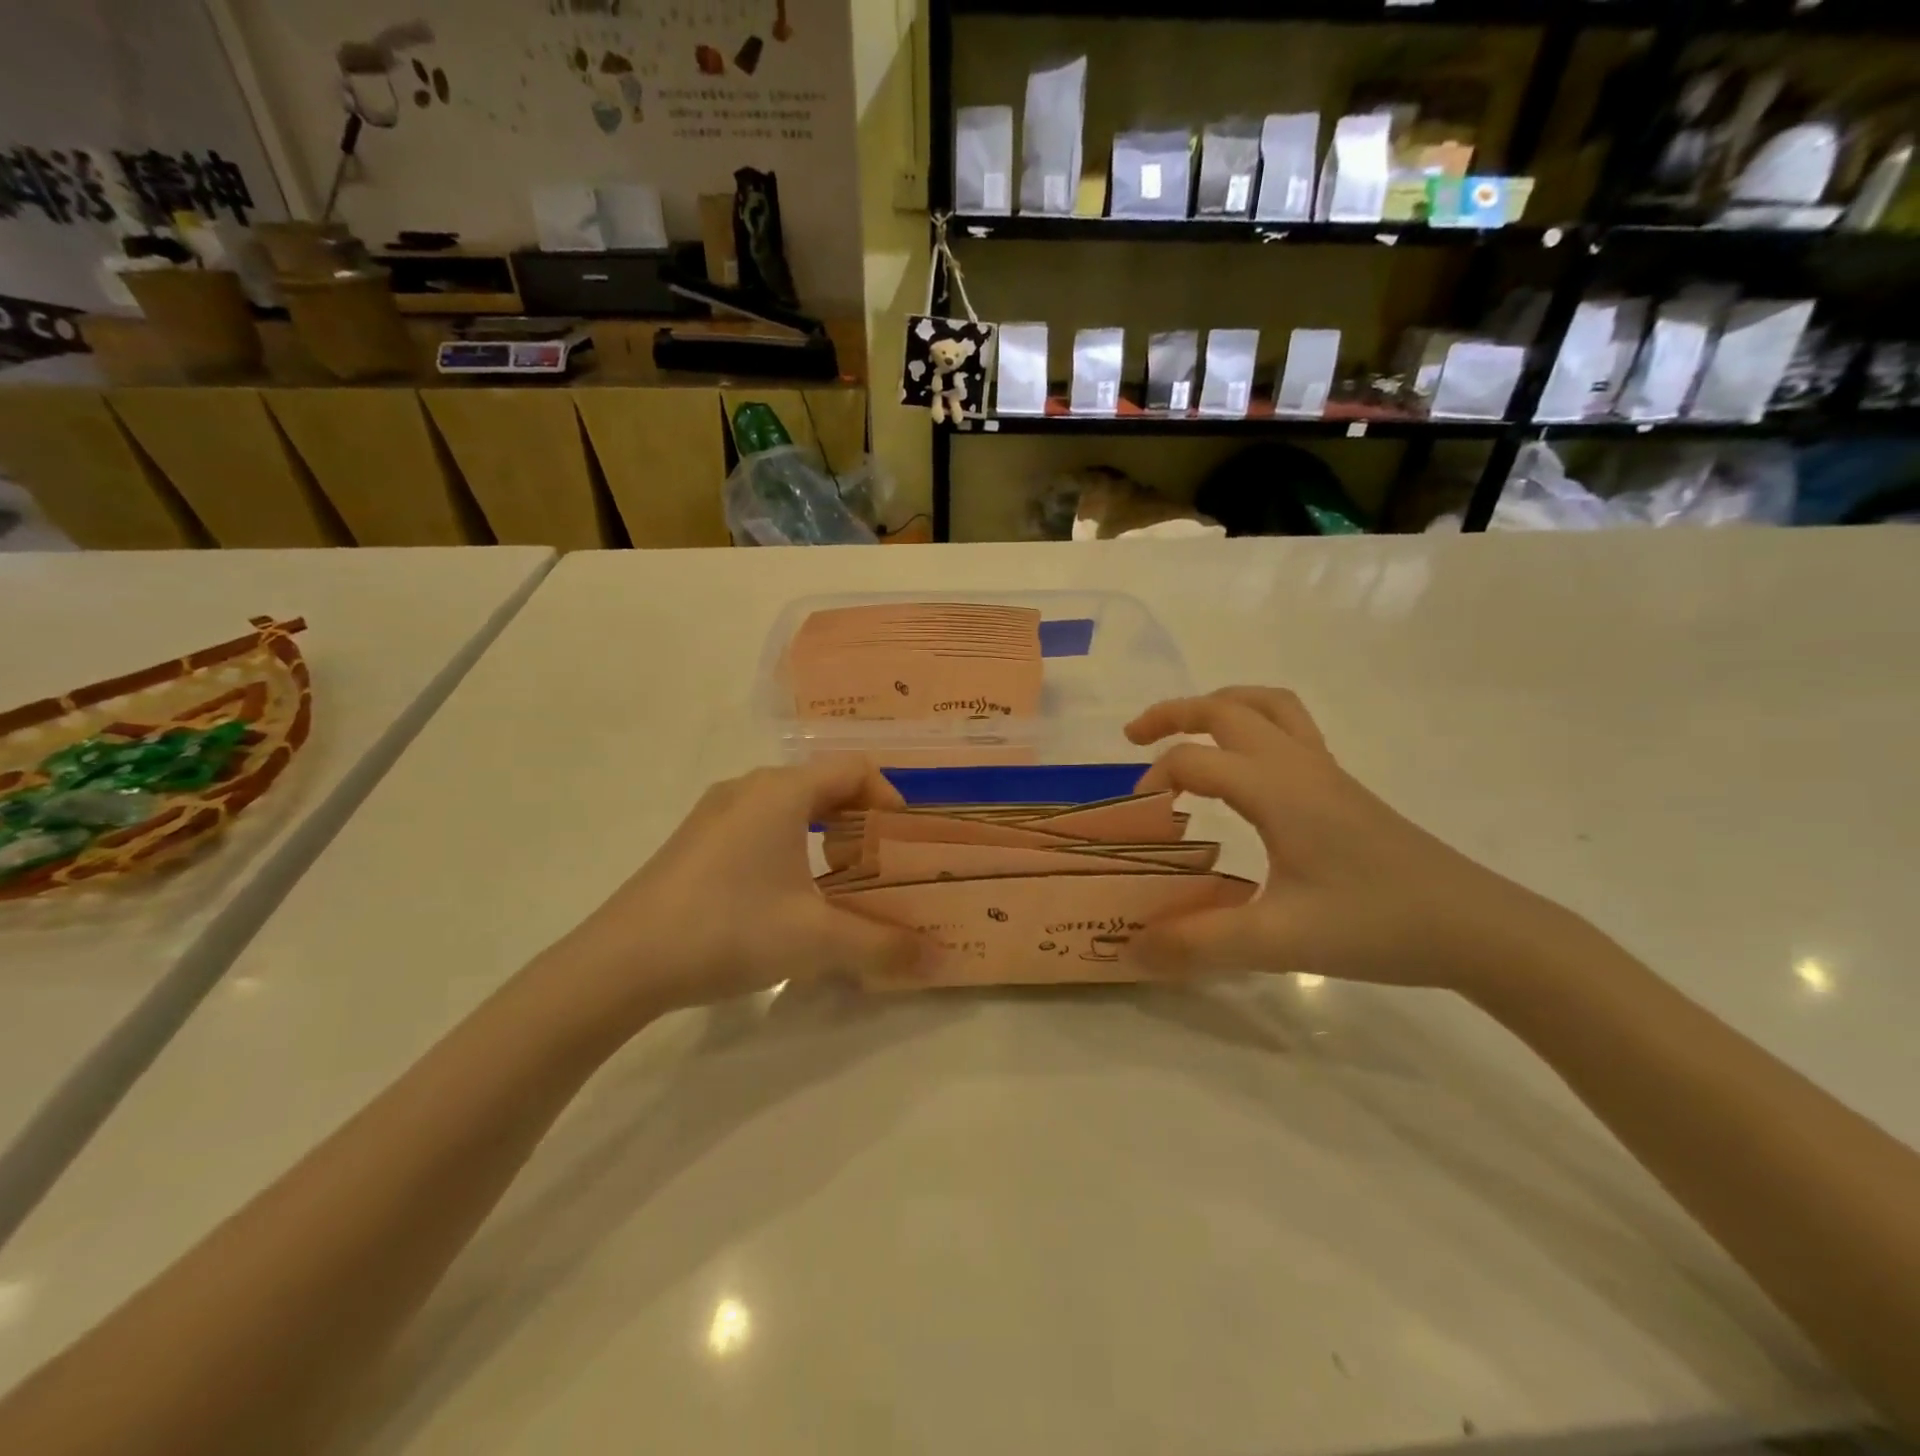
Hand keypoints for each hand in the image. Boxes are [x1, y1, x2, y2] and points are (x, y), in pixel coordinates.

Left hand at [538, 759, 923, 1027]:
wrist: (620, 963)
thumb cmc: (729, 929)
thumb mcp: (816, 941)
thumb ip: (883, 946)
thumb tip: (936, 958)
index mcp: (783, 791)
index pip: (855, 769)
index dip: (890, 798)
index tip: (903, 842)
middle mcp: (749, 787)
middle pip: (824, 785)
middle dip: (860, 822)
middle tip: (880, 866)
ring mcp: (716, 812)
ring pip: (789, 806)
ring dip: (824, 836)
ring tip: (839, 883)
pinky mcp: (695, 840)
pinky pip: (759, 825)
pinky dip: (790, 847)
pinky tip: (785, 897)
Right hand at [1126, 687, 1574, 991]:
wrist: (1477, 928)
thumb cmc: (1377, 925)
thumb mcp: (1278, 941)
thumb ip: (1198, 944)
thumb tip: (1131, 949)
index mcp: (1276, 789)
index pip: (1194, 761)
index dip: (1154, 781)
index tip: (1138, 820)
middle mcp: (1298, 765)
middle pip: (1226, 708)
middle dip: (1173, 714)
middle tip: (1134, 739)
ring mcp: (1326, 772)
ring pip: (1267, 706)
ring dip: (1218, 707)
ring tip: (1187, 732)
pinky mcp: (1343, 789)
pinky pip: (1291, 729)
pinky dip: (1253, 727)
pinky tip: (1246, 771)